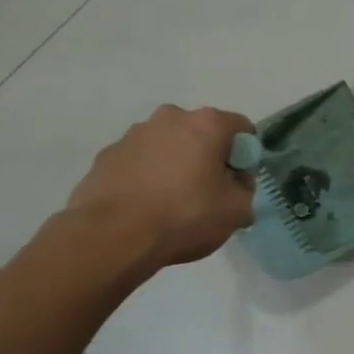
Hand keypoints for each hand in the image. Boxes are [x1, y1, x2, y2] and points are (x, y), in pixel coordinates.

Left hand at [64, 104, 256, 270]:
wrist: (112, 236)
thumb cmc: (184, 216)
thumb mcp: (236, 212)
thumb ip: (245, 191)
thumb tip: (235, 186)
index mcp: (206, 124)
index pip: (242, 129)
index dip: (246, 157)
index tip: (238, 184)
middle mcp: (169, 118)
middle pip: (202, 134)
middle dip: (208, 158)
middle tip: (208, 194)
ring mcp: (133, 135)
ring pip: (168, 146)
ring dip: (176, 166)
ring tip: (172, 204)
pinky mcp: (106, 155)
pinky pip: (139, 162)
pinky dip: (147, 177)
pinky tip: (145, 207)